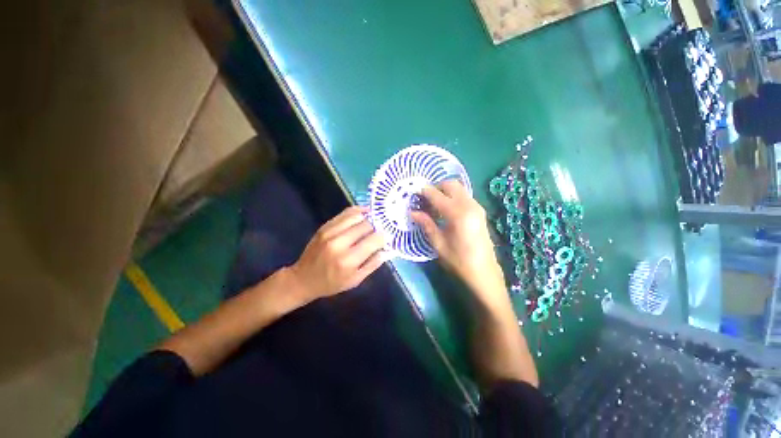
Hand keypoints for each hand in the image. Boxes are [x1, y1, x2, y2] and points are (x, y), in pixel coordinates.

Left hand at [289, 206, 385, 301]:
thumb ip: (373, 264)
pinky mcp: (324, 227)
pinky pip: (344, 214)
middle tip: (381, 229)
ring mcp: (330, 232)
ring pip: (356, 216)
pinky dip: (357, 211)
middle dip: (377, 226)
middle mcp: (339, 243)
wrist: (303, 279)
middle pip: (366, 225)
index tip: (388, 237)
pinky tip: (364, 213)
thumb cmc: (332, 283)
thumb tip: (387, 249)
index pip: (374, 240)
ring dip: (368, 217)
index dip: (384, 236)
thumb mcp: (355, 280)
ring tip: (374, 220)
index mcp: (349, 260)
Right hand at [411, 181, 508, 311]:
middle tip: (425, 199)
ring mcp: (477, 207)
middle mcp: (469, 205)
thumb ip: (426, 224)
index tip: (414, 193)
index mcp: (458, 214)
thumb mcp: (438, 243)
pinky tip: (446, 210)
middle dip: (436, 187)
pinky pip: (464, 196)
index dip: (424, 192)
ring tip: (434, 204)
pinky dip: (453, 197)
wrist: (484, 272)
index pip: (437, 195)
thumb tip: (412, 212)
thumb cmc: (459, 261)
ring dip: (445, 191)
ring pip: (459, 188)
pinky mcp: (480, 211)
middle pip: (451, 184)